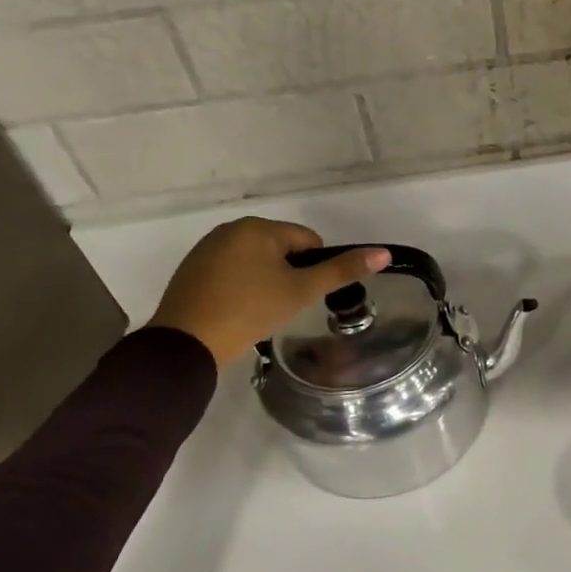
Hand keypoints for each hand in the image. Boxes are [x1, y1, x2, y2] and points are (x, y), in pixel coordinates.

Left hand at [145, 218, 387, 367]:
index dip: (314, 269)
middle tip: (283, 306)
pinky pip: (231, 272)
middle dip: (289, 275)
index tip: (303, 295)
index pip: (308, 240)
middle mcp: (230, 229)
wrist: (187, 343)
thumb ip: (342, 271)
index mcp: (258, 228)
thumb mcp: (301, 291)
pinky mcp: (191, 270)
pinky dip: (241, 288)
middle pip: (281, 249)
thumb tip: (383, 252)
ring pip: (256, 262)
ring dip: (266, 281)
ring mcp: (207, 249)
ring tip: (261, 311)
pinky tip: (238, 312)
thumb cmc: (250, 310)